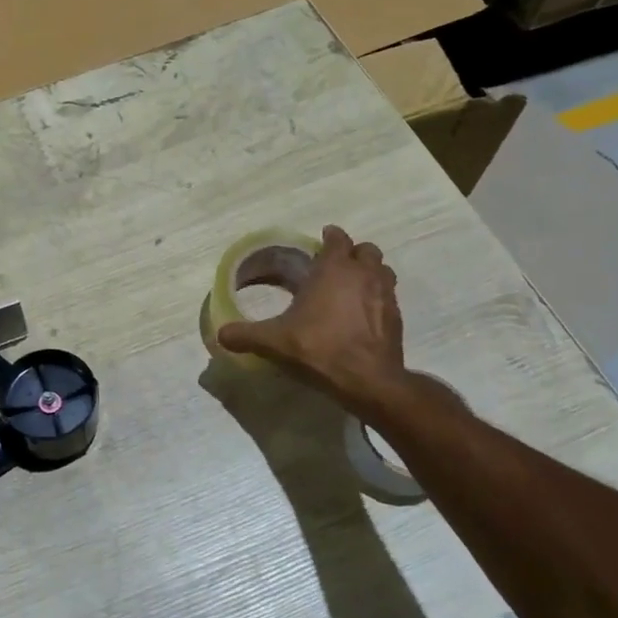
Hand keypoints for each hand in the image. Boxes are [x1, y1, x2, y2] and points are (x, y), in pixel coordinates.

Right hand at [217, 225, 406, 416]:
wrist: (368, 380)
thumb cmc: (320, 349)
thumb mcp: (274, 342)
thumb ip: (246, 335)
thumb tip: (220, 334)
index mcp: (334, 269)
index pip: (337, 239)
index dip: (330, 237)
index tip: (322, 240)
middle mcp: (364, 274)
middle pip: (365, 250)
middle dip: (352, 253)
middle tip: (335, 267)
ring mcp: (385, 294)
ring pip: (382, 270)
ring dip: (370, 272)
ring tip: (352, 287)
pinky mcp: (397, 317)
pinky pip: (389, 296)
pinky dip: (377, 298)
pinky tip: (363, 315)